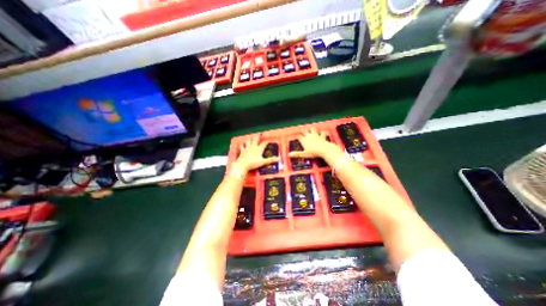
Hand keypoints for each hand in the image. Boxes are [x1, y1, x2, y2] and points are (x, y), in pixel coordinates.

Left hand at [232, 138, 278, 172]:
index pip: (264, 143)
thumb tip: (278, 158)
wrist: (243, 165)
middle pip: (255, 140)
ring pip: (249, 141)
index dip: (266, 141)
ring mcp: (247, 148)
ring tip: (251, 138)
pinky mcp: (242, 150)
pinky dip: (242, 145)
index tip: (268, 140)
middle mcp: (253, 147)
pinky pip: (242, 146)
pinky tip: (242, 144)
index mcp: (259, 149)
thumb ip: (270, 160)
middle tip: (258, 135)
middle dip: (257, 137)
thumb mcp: (263, 162)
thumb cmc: (253, 163)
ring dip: (250, 139)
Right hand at [288, 128, 334, 159]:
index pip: (300, 137)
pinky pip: (322, 132)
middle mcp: (309, 136)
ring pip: (313, 129)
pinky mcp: (322, 136)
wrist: (324, 149)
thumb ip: (297, 154)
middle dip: (304, 131)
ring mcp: (316, 135)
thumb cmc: (313, 152)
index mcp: (304, 140)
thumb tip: (289, 154)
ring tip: (311, 129)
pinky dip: (322, 132)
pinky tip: (322, 132)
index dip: (299, 137)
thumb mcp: (304, 154)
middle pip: (305, 131)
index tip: (298, 137)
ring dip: (312, 129)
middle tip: (304, 132)